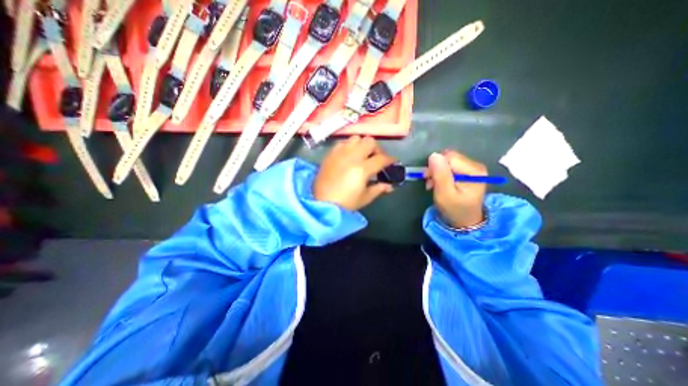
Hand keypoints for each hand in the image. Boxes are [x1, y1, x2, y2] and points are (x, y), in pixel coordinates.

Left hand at [314, 135, 394, 210]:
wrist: (321, 203)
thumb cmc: (345, 203)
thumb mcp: (365, 198)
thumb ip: (378, 189)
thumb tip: (389, 186)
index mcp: (362, 169)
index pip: (381, 159)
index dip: (390, 160)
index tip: (392, 162)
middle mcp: (352, 156)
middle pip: (370, 142)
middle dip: (376, 149)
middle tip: (376, 159)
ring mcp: (340, 153)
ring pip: (356, 138)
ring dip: (362, 145)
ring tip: (362, 155)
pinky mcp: (331, 154)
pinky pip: (343, 143)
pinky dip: (349, 146)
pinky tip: (349, 155)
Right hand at [426, 149, 487, 229]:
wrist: (465, 221)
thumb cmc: (454, 209)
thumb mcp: (444, 194)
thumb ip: (440, 174)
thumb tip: (433, 155)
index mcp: (474, 171)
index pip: (449, 158)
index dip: (435, 166)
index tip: (429, 179)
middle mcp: (476, 166)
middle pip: (449, 158)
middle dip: (436, 169)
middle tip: (430, 183)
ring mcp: (472, 168)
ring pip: (448, 161)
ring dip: (437, 172)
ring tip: (434, 184)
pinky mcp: (468, 171)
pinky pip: (450, 166)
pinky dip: (441, 173)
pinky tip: (439, 183)